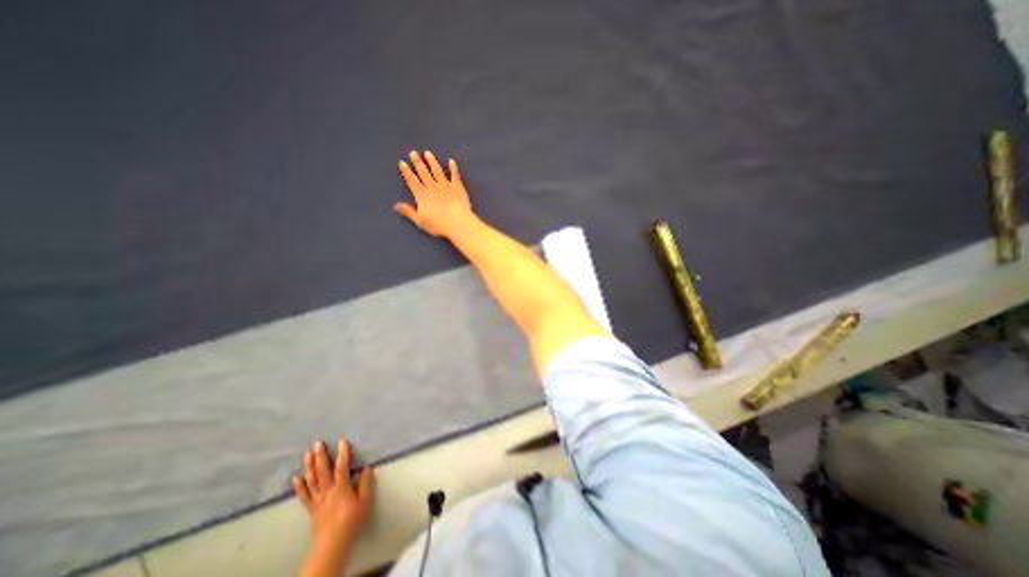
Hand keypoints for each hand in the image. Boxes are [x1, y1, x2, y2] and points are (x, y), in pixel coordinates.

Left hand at [293, 441, 374, 555]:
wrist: (332, 544)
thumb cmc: (352, 521)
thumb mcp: (364, 502)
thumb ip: (366, 484)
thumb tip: (367, 468)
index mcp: (341, 488)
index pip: (342, 467)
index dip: (342, 454)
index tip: (342, 441)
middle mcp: (327, 491)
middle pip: (323, 471)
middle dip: (320, 456)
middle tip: (317, 443)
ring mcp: (318, 499)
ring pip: (312, 480)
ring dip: (309, 466)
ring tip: (307, 454)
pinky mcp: (312, 508)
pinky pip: (304, 495)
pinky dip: (300, 486)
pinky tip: (296, 478)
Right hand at [395, 151, 474, 238]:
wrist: (457, 222)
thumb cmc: (438, 224)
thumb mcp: (420, 221)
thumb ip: (408, 212)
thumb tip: (396, 206)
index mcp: (422, 195)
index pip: (411, 180)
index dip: (406, 171)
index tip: (402, 163)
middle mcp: (432, 187)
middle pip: (423, 172)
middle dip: (417, 162)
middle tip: (413, 153)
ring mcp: (445, 186)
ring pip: (437, 170)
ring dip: (432, 161)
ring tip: (428, 153)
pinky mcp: (457, 187)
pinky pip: (454, 175)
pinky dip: (453, 168)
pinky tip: (452, 161)